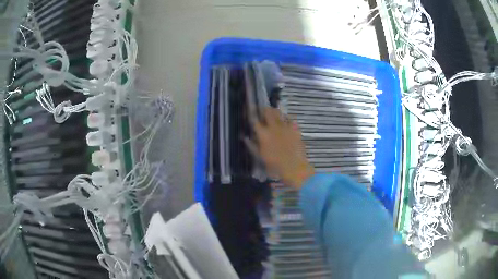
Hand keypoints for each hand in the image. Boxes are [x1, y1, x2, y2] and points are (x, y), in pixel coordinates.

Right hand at [248, 108, 314, 189]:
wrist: (294, 167)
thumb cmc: (274, 165)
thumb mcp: (260, 157)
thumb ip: (252, 146)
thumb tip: (245, 138)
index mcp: (263, 134)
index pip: (254, 120)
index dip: (251, 113)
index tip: (250, 109)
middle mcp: (273, 127)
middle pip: (267, 112)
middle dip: (264, 109)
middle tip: (262, 108)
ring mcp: (285, 127)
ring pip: (279, 113)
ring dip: (274, 111)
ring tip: (273, 111)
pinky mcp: (295, 129)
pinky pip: (290, 119)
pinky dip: (286, 117)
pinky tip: (285, 119)